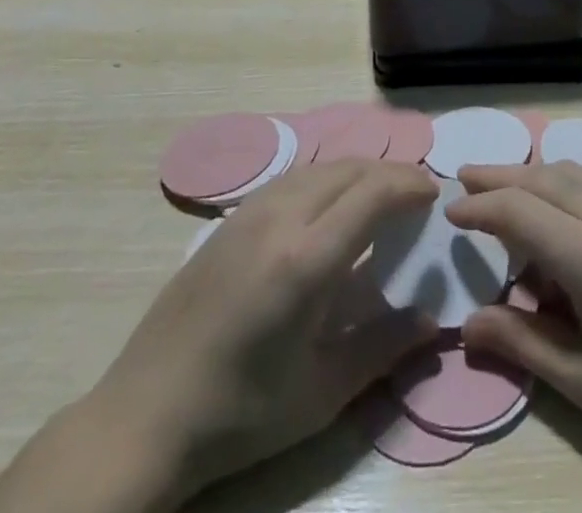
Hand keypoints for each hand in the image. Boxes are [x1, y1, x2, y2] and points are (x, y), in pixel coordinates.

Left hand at [89, 161, 436, 507]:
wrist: (145, 415)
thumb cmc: (240, 414)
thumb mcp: (321, 393)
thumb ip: (383, 348)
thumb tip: (433, 320)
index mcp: (306, 260)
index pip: (373, 193)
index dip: (410, 184)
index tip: (436, 195)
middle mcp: (280, 218)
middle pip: (350, 169)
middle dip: (391, 173)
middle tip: (418, 194)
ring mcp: (250, 211)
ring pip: (320, 166)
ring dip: (359, 171)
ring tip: (382, 195)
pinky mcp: (230, 217)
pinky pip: (293, 177)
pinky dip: (327, 177)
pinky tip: (331, 206)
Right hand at [447, 162, 581, 470]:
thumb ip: (523, 342)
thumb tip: (467, 323)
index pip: (518, 210)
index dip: (480, 207)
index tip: (450, 212)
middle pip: (543, 177)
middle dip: (500, 175)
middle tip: (465, 177)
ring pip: (573, 172)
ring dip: (533, 174)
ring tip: (506, 189)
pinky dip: (564, 186)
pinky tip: (558, 213)